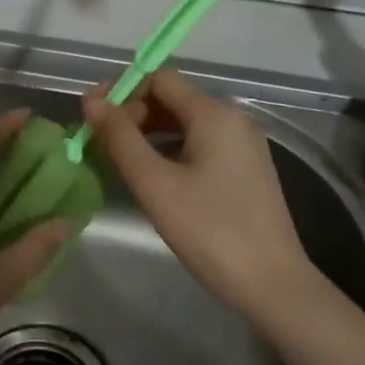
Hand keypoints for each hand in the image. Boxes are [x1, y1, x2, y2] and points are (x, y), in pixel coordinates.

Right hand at [85, 70, 319, 323]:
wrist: (273, 285)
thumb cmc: (210, 231)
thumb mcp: (155, 184)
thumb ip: (120, 138)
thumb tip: (91, 102)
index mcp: (214, 113)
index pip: (158, 78)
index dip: (122, 92)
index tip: (95, 121)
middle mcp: (233, 118)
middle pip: (172, 98)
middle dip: (133, 114)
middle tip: (103, 145)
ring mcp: (243, 144)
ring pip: (185, 122)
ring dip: (149, 133)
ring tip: (121, 162)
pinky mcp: (246, 168)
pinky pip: (200, 143)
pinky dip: (171, 149)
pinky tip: (154, 177)